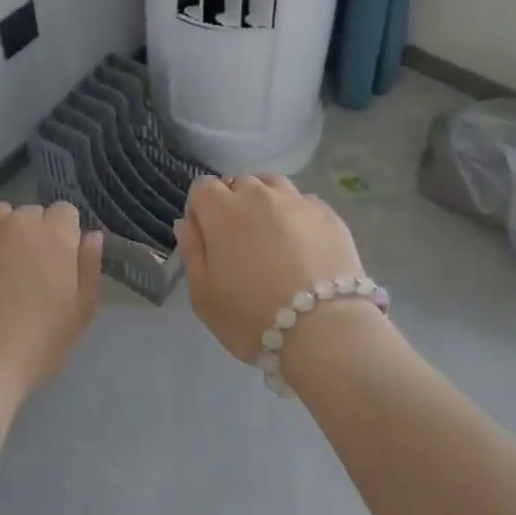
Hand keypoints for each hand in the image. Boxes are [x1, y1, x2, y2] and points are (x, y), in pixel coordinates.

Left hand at [0, 202, 102, 395]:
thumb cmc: (36, 343)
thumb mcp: (80, 312)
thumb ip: (89, 267)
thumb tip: (91, 236)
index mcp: (55, 234)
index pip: (65, 212)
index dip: (64, 235)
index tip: (59, 263)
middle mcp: (18, 222)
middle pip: (32, 214)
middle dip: (34, 234)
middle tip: (28, 272)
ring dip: (4, 233)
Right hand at [175, 175, 366, 363]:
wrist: (324, 331)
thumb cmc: (252, 318)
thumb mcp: (204, 296)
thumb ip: (192, 253)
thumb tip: (187, 224)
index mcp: (222, 211)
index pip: (202, 187)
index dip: (200, 209)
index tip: (207, 238)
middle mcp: (259, 195)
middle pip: (238, 184)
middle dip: (233, 204)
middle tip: (240, 243)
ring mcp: (297, 201)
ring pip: (272, 185)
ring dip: (265, 202)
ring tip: (271, 235)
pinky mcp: (328, 214)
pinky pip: (303, 202)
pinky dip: (296, 215)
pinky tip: (302, 243)